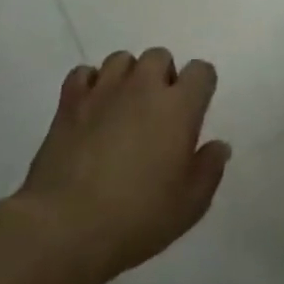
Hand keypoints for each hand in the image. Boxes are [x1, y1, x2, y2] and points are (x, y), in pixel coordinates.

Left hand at [14, 48, 229, 282]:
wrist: (65, 227)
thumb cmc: (137, 217)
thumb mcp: (190, 205)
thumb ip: (209, 169)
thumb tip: (219, 145)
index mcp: (179, 107)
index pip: (201, 71)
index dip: (201, 87)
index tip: (194, 112)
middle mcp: (143, 87)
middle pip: (160, 56)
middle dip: (163, 76)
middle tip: (158, 112)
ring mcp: (103, 90)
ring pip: (121, 59)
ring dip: (128, 77)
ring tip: (123, 107)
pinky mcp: (69, 102)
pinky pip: (83, 73)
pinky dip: (90, 84)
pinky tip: (91, 109)